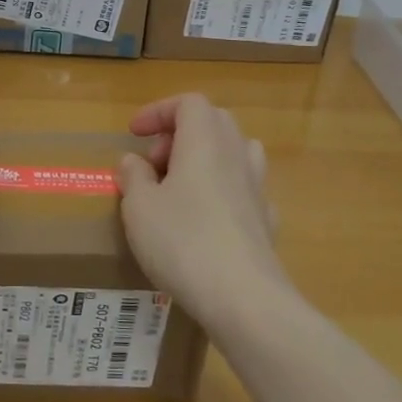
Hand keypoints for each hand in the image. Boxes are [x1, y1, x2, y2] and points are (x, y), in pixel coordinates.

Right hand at [117, 94, 287, 329]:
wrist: (244, 298)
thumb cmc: (183, 242)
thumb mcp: (139, 207)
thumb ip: (133, 176)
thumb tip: (135, 161)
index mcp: (204, 141)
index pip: (188, 103)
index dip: (159, 111)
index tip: (136, 134)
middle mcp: (236, 154)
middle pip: (213, 122)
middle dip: (180, 134)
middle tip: (155, 163)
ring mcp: (258, 187)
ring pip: (234, 152)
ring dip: (205, 159)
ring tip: (180, 188)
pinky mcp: (267, 221)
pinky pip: (244, 189)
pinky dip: (223, 191)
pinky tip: (207, 220)